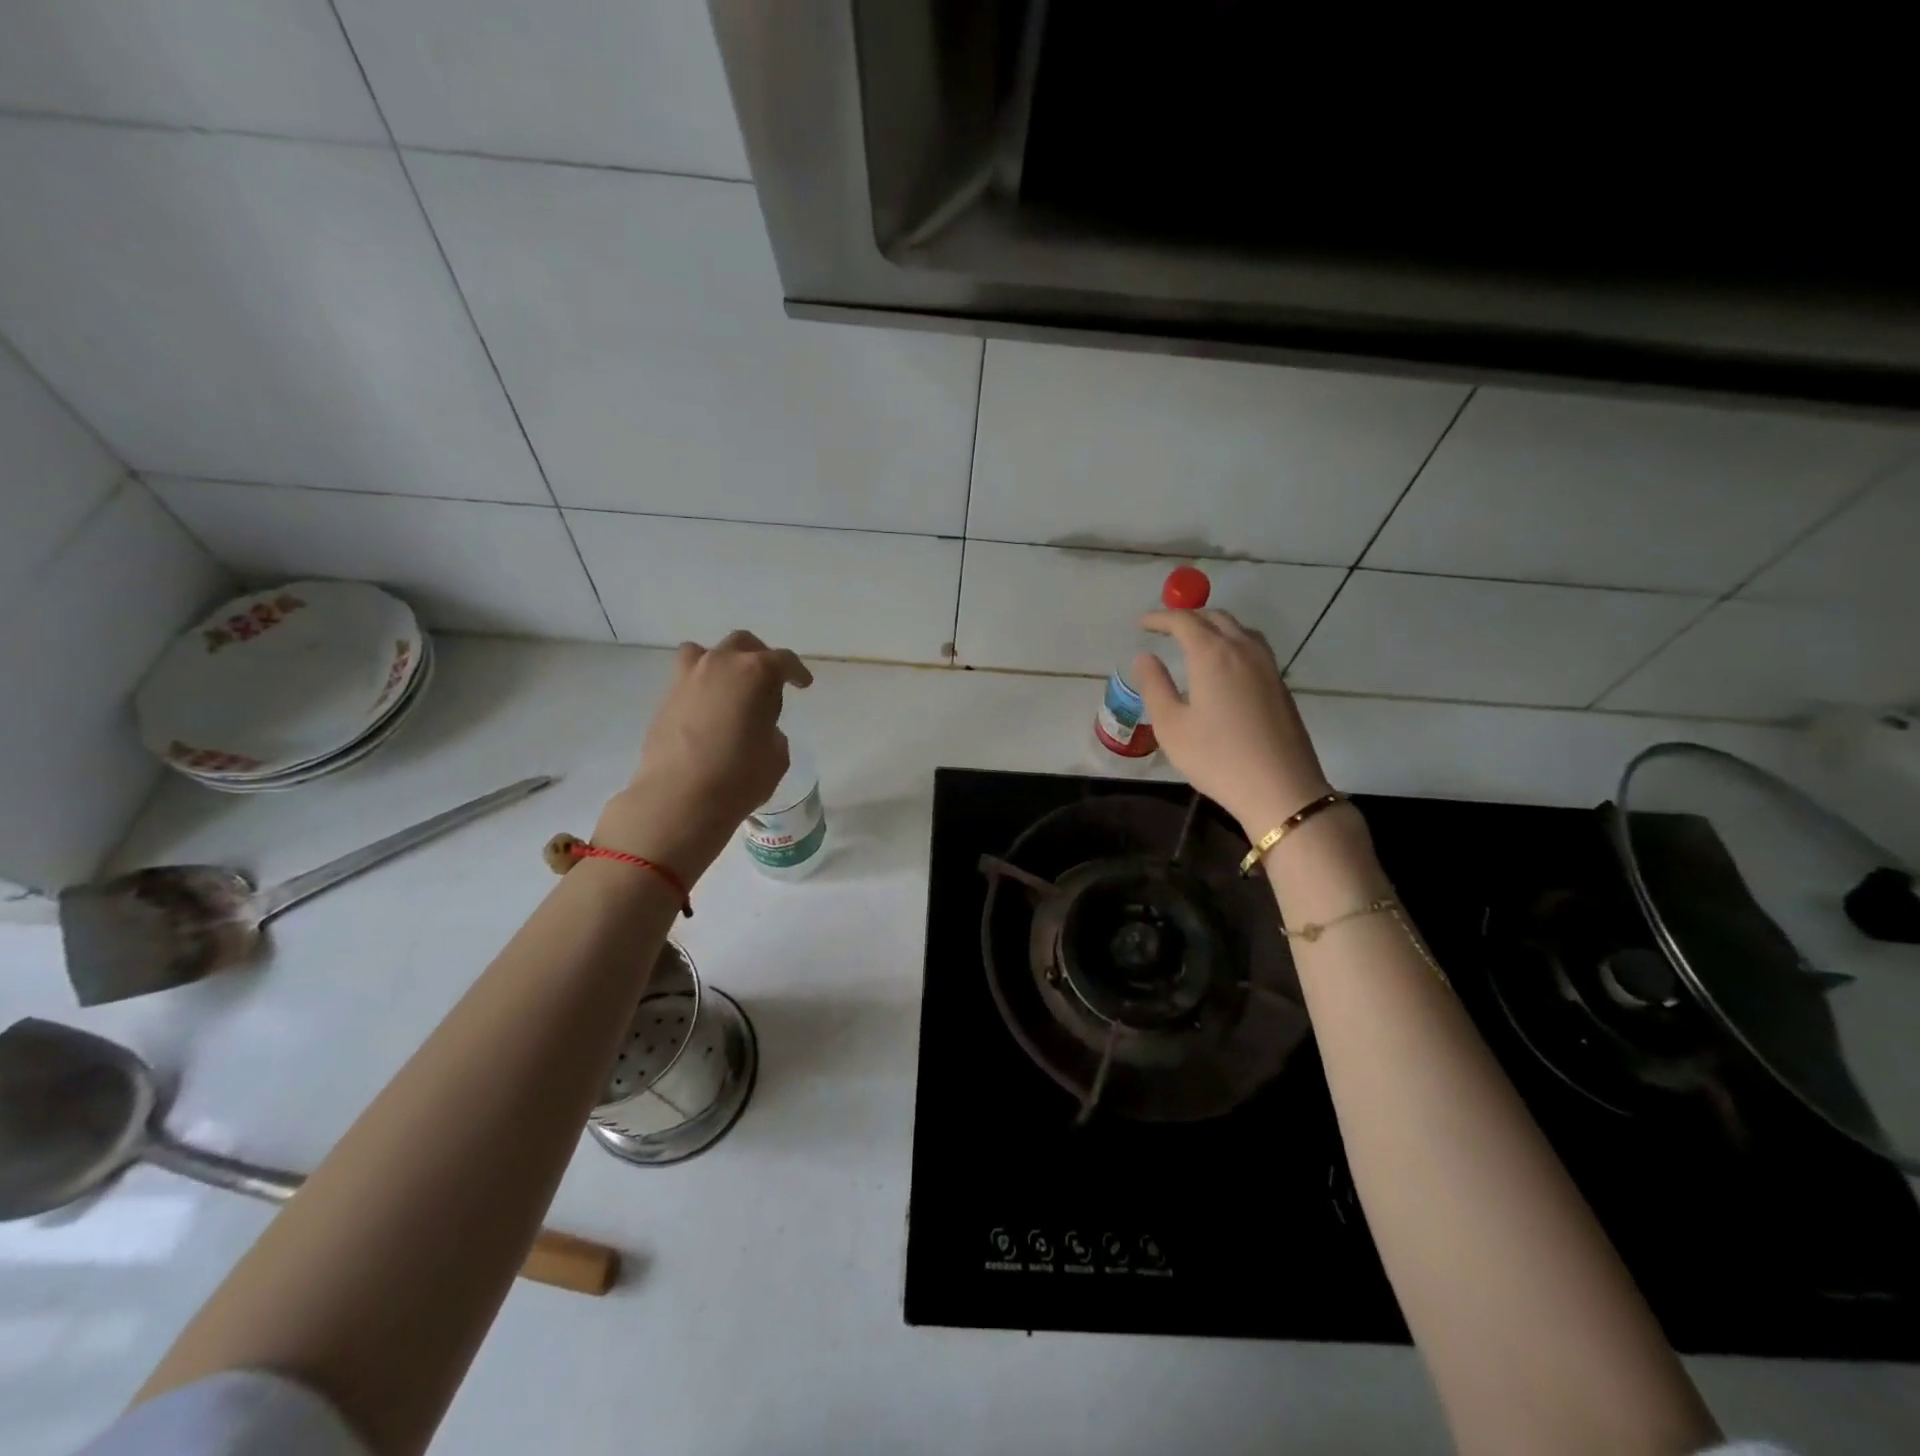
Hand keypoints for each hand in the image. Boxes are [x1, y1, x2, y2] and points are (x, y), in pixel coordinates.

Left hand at [595, 631, 812, 877]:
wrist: (679, 798)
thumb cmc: (740, 776)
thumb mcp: (776, 755)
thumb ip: (772, 731)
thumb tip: (758, 727)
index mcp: (756, 673)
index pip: (783, 661)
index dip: (797, 672)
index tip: (803, 684)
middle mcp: (720, 665)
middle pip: (743, 644)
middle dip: (759, 658)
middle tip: (768, 682)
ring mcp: (688, 679)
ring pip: (705, 653)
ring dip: (722, 663)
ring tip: (729, 688)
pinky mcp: (665, 700)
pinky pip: (688, 680)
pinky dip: (701, 688)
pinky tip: (708, 714)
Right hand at [1132, 609, 1332, 834]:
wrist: (1280, 788)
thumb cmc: (1216, 758)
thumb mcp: (1171, 726)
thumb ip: (1154, 686)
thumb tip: (1144, 658)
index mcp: (1212, 655)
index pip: (1183, 621)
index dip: (1160, 618)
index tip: (1142, 624)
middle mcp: (1243, 650)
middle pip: (1215, 617)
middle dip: (1187, 617)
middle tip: (1164, 629)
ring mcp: (1267, 666)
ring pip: (1239, 629)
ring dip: (1213, 626)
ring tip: (1194, 640)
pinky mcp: (1279, 684)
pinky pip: (1252, 647)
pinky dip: (1231, 642)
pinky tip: (1223, 664)